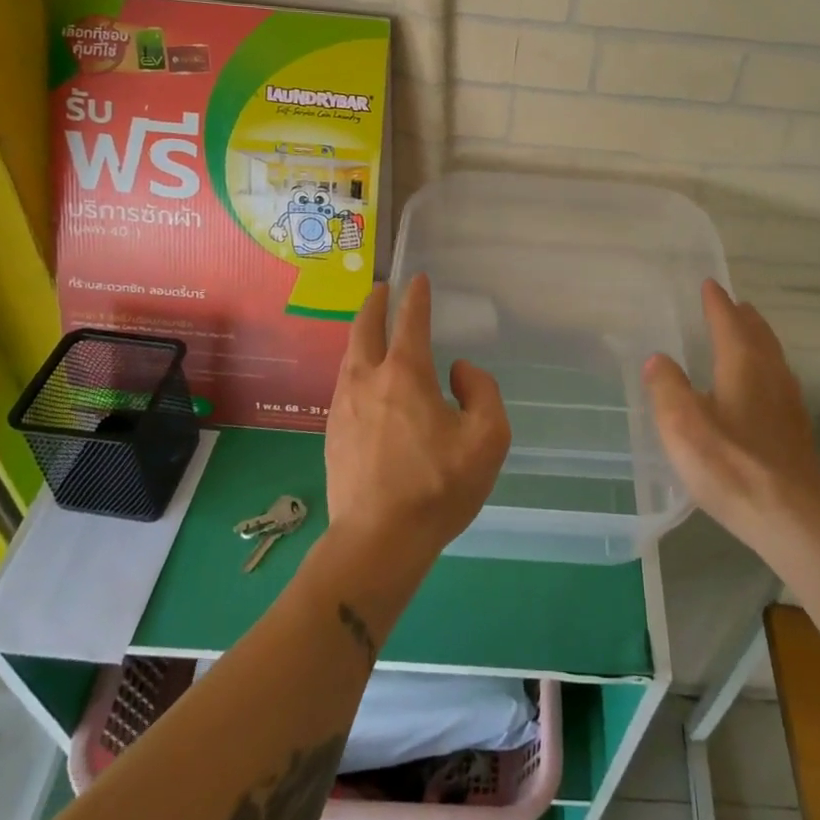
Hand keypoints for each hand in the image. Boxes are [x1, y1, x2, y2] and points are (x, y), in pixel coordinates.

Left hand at [324, 274, 510, 568]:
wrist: (377, 540)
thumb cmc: (438, 486)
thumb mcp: (487, 438)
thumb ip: (482, 392)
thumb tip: (459, 371)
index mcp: (406, 374)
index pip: (410, 321)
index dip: (416, 296)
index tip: (417, 279)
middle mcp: (368, 379)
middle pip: (365, 328)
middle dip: (375, 303)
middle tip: (382, 289)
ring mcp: (343, 406)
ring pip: (349, 356)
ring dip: (361, 334)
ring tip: (370, 330)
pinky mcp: (332, 433)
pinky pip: (344, 385)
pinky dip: (355, 367)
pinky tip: (364, 381)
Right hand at [643, 281, 819, 552]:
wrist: (789, 516)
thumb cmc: (730, 464)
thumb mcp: (683, 424)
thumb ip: (667, 386)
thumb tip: (658, 359)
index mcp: (743, 365)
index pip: (728, 322)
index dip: (716, 303)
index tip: (709, 285)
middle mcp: (771, 375)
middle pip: (758, 335)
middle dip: (742, 317)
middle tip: (730, 304)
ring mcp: (788, 403)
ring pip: (773, 357)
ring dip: (757, 340)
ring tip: (746, 335)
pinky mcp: (795, 430)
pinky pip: (778, 380)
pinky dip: (765, 367)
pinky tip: (759, 388)